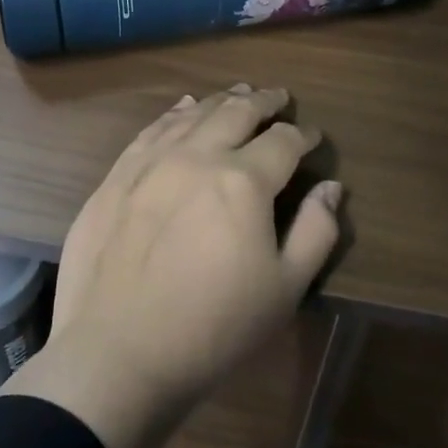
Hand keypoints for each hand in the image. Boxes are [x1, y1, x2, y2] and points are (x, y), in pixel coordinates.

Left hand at [0, 85, 339, 447]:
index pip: (283, 141)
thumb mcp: (284, 290)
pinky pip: (152, 129)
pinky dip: (176, 113)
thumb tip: (332, 188)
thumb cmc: (212, 329)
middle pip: (237, 113)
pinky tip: (184, 108)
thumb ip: (316, 232)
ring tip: (238, 95)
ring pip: (194, 114)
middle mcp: (198, 156)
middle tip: (278, 97)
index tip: (313, 138)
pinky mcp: (117, 175)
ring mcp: (151, 161)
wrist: (116, 353)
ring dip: (221, 101)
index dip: (303, 136)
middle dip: (264, 102)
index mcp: (244, 181)